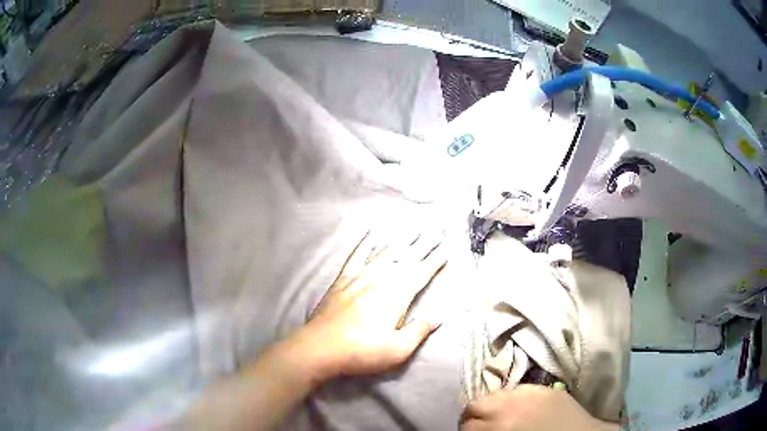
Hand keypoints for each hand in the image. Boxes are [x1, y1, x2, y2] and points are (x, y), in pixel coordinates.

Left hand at [290, 230, 446, 381]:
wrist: (320, 348)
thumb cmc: (361, 351)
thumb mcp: (397, 350)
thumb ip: (418, 331)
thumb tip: (437, 318)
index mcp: (396, 295)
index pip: (421, 273)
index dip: (435, 261)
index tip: (446, 249)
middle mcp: (380, 279)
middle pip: (407, 258)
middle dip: (424, 245)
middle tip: (436, 232)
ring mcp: (359, 276)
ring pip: (385, 252)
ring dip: (401, 240)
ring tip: (414, 230)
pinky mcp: (342, 279)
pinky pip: (356, 255)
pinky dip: (365, 243)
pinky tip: (371, 233)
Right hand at [460, 385, 617, 430]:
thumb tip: (477, 428)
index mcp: (501, 425)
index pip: (467, 424)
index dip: (465, 430)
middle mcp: (510, 405)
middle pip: (475, 404)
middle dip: (473, 417)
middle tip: (479, 427)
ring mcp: (530, 393)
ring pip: (495, 394)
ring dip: (492, 405)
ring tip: (499, 416)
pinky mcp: (545, 389)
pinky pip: (519, 389)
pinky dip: (512, 398)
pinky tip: (520, 408)